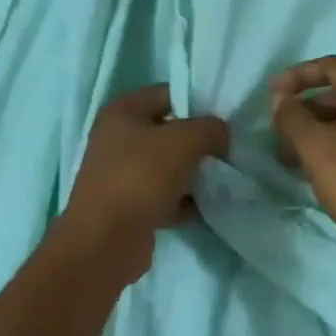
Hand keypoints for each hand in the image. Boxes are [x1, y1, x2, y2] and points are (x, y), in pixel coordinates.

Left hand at [56, 85, 229, 283]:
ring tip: (224, 180)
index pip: (167, 93)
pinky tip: (208, 209)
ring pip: (168, 166)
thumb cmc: (141, 177)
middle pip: (169, 132)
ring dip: (194, 174)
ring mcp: (122, 174)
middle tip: (229, 150)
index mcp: (122, 112)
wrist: (106, 242)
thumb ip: (210, 128)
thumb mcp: (184, 141)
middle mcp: (117, 139)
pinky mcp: (129, 207)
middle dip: (199, 142)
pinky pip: (165, 197)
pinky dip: (185, 202)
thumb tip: (221, 132)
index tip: (225, 118)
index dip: (197, 101)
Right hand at [270, 56, 335, 279]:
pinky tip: (316, 168)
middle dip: (305, 108)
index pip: (332, 66)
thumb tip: (282, 100)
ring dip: (318, 129)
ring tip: (290, 155)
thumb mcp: (315, 147)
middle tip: (278, 129)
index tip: (272, 94)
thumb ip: (292, 116)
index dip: (298, 75)